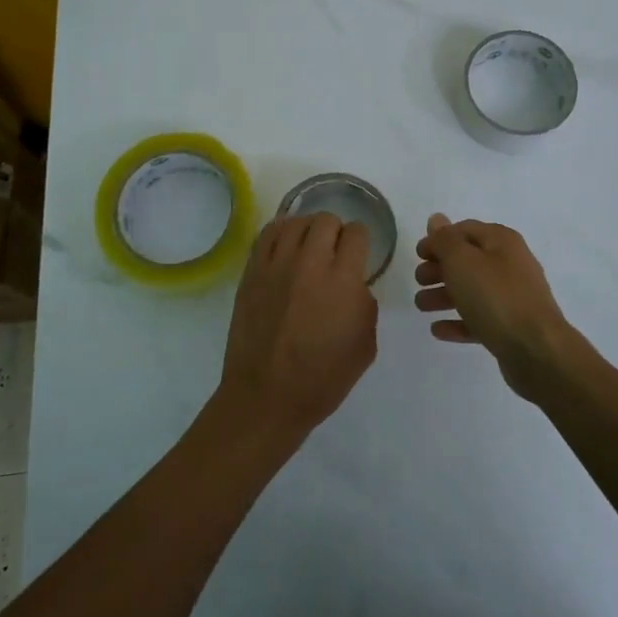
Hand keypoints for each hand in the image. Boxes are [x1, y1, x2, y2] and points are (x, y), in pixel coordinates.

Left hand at [216, 213, 377, 440]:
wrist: (267, 396)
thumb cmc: (322, 379)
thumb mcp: (365, 345)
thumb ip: (364, 303)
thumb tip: (354, 284)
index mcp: (344, 282)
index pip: (357, 233)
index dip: (361, 240)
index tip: (358, 253)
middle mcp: (311, 263)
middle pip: (326, 220)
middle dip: (336, 231)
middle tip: (334, 251)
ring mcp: (277, 265)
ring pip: (296, 221)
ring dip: (308, 230)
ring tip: (308, 247)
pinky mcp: (252, 272)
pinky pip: (267, 234)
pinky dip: (280, 233)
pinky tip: (285, 246)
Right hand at [414, 214, 581, 400]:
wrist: (537, 350)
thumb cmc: (496, 297)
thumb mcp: (462, 261)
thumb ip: (445, 240)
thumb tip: (437, 219)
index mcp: (501, 242)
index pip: (464, 230)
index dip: (439, 239)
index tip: (417, 254)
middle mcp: (510, 264)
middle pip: (468, 260)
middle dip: (440, 268)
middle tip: (419, 280)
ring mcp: (513, 297)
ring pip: (472, 290)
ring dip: (444, 295)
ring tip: (420, 306)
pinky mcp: (511, 327)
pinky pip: (479, 318)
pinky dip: (458, 321)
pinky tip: (437, 330)